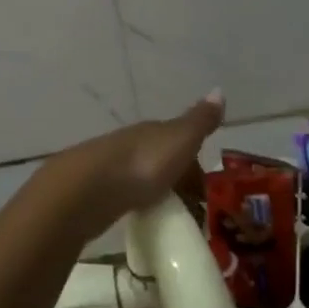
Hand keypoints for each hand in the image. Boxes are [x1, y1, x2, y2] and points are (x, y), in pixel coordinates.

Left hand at [50, 92, 224, 239]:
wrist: (89, 189)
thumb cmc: (143, 164)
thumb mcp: (181, 140)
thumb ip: (200, 121)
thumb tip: (219, 90)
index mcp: (153, 131)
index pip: (179, 142)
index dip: (194, 164)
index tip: (206, 191)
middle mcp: (131, 144)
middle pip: (159, 160)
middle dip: (175, 180)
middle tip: (192, 210)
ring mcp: (110, 168)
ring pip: (140, 178)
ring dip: (155, 193)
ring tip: (168, 216)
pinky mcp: (95, 194)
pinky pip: (124, 196)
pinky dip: (136, 204)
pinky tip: (140, 217)